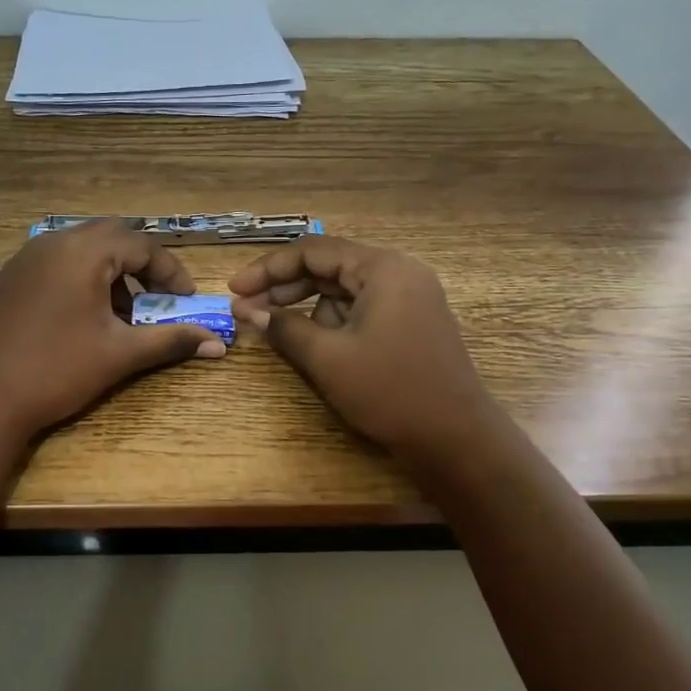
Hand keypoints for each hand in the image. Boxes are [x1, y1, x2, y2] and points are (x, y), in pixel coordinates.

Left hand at [0, 219, 226, 438]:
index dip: (171, 272)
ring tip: (123, 313)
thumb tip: (219, 343)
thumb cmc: (58, 370)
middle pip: (112, 237)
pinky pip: (57, 262)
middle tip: (158, 299)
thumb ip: (171, 340)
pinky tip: (85, 317)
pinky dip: (82, 278)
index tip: (187, 301)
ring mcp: (26, 258)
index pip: (142, 245)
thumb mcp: (121, 354)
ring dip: (112, 272)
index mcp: (83, 251)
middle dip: (142, 266)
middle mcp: (53, 242)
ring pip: (83, 248)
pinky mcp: (10, 278)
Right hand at [230, 236, 496, 460]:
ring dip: (309, 308)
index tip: (234, 289)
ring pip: (344, 290)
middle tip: (246, 309)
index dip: (268, 269)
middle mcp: (399, 273)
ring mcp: (410, 298)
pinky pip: (362, 309)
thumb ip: (284, 327)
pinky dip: (334, 322)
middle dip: (285, 288)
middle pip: (329, 267)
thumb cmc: (390, 391)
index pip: (313, 251)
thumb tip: (248, 311)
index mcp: (383, 269)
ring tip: (282, 334)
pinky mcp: (412, 322)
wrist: (456, 438)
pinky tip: (317, 346)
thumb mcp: (328, 358)